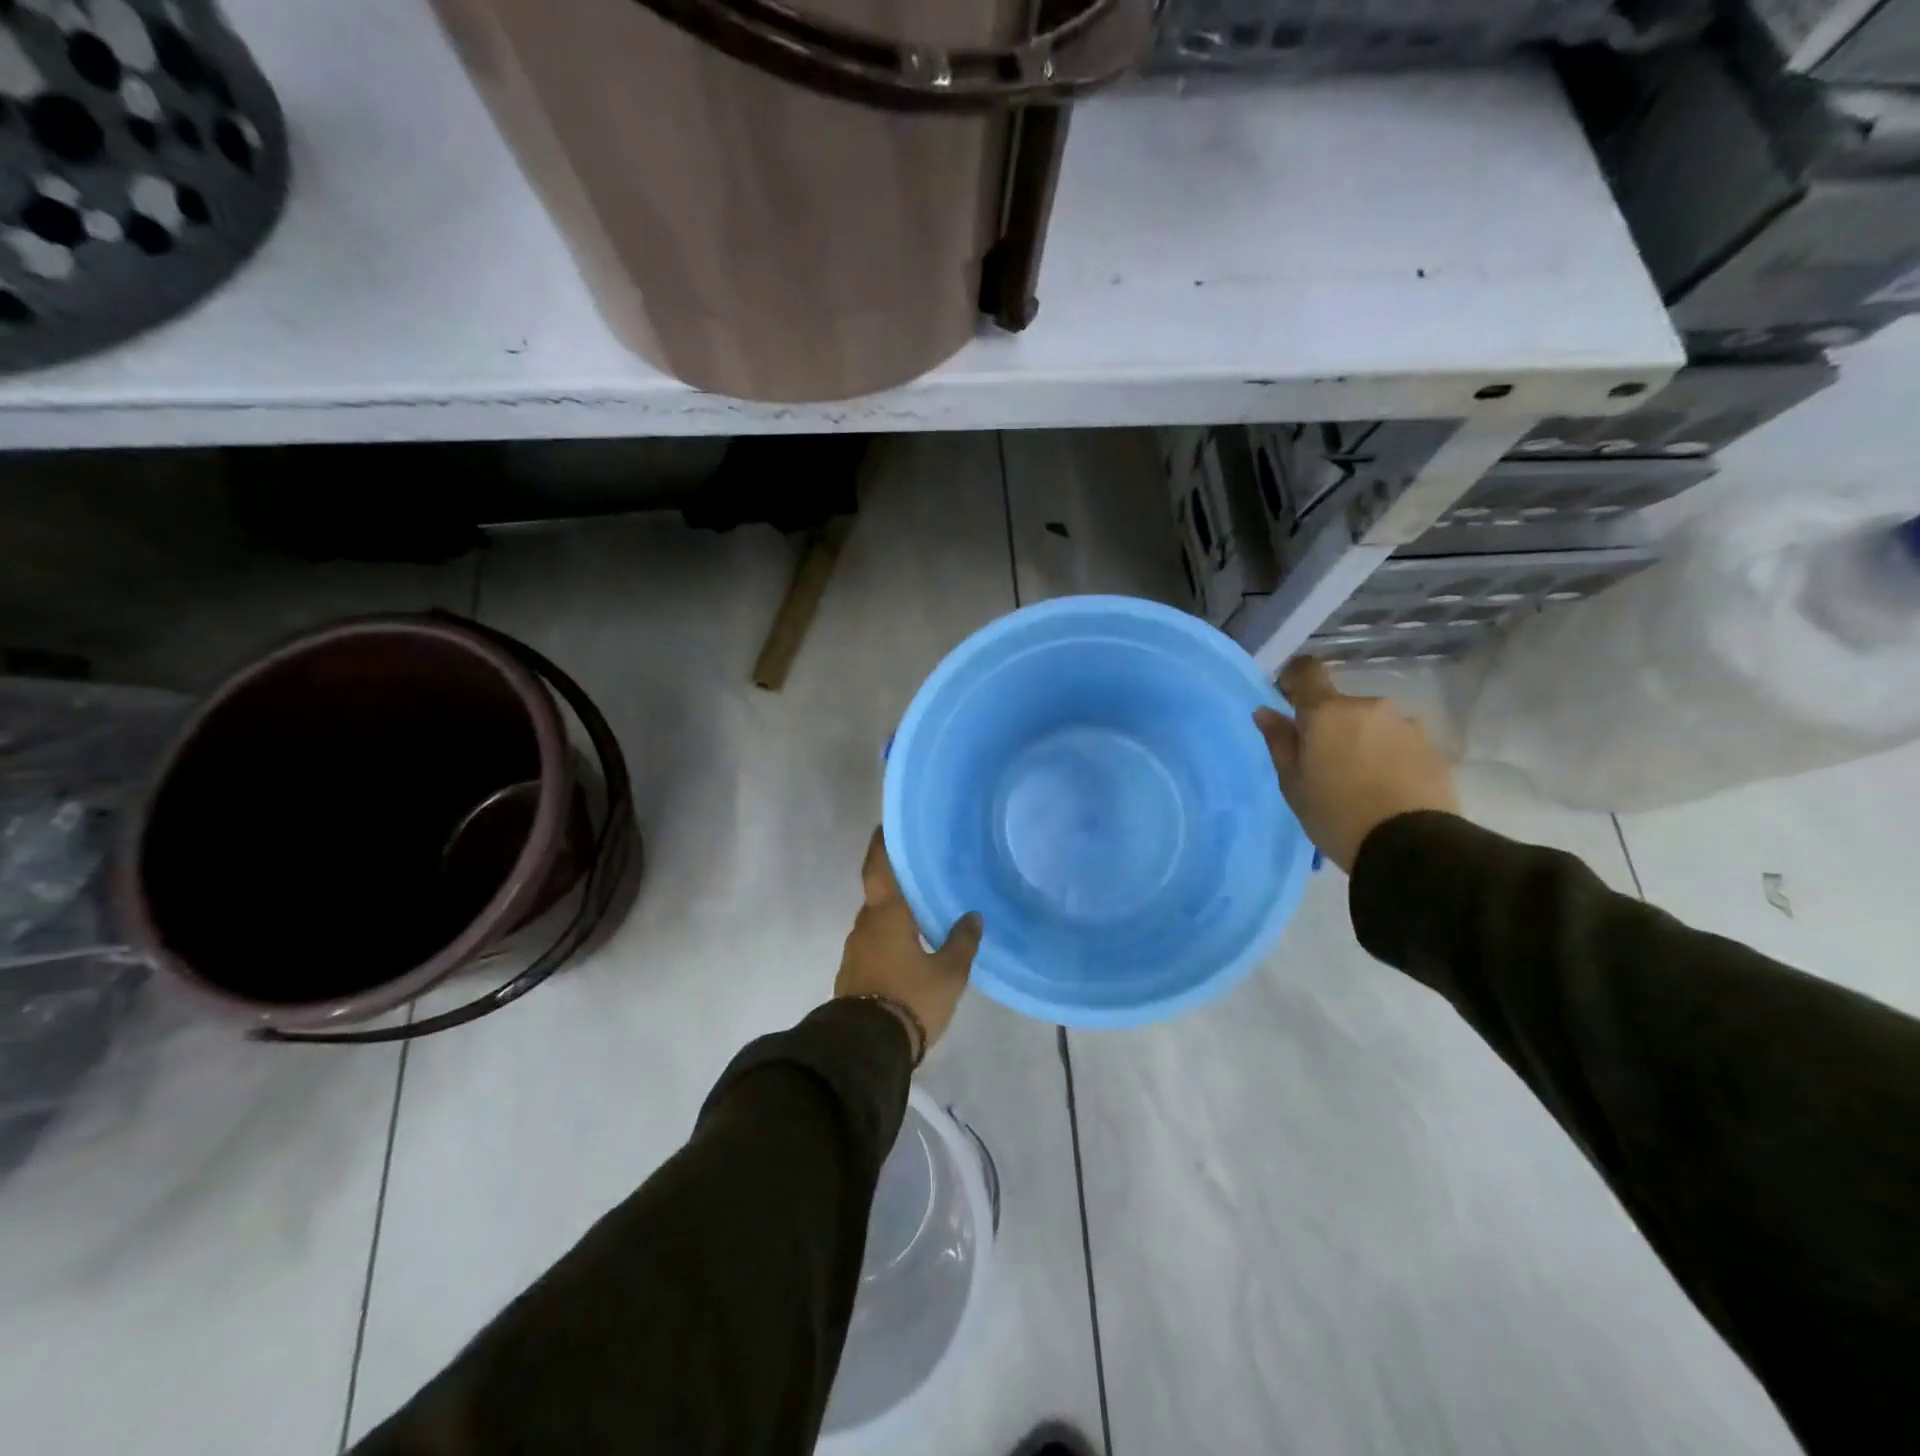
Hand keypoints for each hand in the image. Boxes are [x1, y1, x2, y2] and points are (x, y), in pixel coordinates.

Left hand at [834, 829, 981, 1059]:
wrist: (866, 1048)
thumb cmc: (911, 998)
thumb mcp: (949, 972)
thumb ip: (962, 941)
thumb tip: (972, 916)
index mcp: (886, 914)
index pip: (879, 868)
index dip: (881, 846)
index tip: (886, 828)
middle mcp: (865, 925)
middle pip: (880, 894)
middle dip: (897, 884)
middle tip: (923, 875)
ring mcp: (855, 950)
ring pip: (877, 921)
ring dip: (895, 914)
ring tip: (922, 911)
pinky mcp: (853, 974)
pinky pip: (874, 943)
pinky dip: (890, 937)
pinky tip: (910, 946)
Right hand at [1253, 657, 1459, 873]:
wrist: (1410, 846)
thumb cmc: (1335, 814)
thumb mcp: (1293, 784)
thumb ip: (1280, 742)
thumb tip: (1266, 712)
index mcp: (1327, 712)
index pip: (1307, 671)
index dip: (1295, 680)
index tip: (1288, 701)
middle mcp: (1368, 707)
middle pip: (1341, 705)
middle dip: (1331, 726)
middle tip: (1325, 763)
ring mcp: (1405, 724)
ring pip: (1372, 724)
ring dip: (1363, 740)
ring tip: (1361, 780)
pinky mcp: (1432, 747)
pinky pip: (1398, 742)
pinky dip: (1388, 756)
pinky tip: (1386, 787)